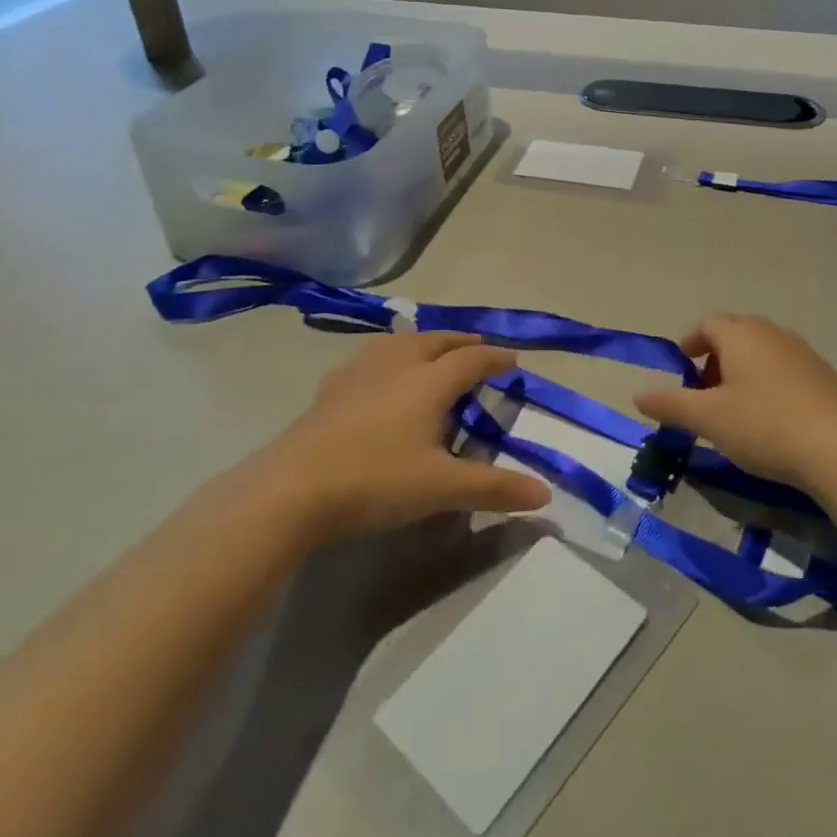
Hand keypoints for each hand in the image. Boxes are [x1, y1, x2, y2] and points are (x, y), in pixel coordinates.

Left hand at [264, 332, 550, 540]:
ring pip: (400, 342)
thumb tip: (545, 495)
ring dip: (425, 342)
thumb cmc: (375, 481)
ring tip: (432, 351)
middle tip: (478, 350)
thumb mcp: (441, 489)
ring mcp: (359, 372)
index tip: (513, 362)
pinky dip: (390, 357)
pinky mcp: (331, 388)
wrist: (291, 490)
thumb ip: (494, 488)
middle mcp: (398, 364)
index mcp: (429, 381)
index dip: (496, 358)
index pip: (472, 359)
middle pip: (437, 340)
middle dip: (462, 342)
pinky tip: (379, 376)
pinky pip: (370, 358)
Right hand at [634, 314, 836, 492]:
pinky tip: (769, 417)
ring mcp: (802, 351)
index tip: (681, 367)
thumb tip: (638, 393)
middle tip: (703, 392)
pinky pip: (784, 367)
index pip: (707, 324)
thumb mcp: (709, 419)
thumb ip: (671, 404)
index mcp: (741, 334)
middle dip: (714, 358)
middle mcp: (771, 332)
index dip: (690, 342)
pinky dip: (767, 382)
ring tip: (734, 408)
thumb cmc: (765, 426)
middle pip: (735, 334)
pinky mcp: (823, 374)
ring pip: (761, 351)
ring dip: (741, 371)